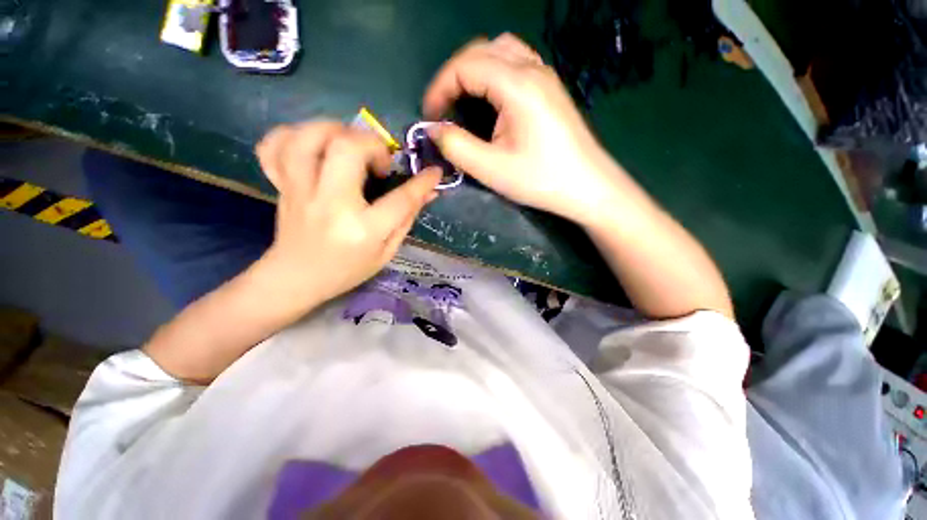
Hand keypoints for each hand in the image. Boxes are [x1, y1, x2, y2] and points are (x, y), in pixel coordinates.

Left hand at [255, 122, 440, 312]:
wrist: (296, 278)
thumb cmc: (348, 269)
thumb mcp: (386, 251)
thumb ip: (407, 218)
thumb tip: (428, 192)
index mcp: (363, 230)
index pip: (401, 199)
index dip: (423, 182)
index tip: (433, 172)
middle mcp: (330, 204)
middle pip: (347, 148)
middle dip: (372, 143)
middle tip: (379, 161)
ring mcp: (299, 191)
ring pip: (308, 137)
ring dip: (335, 131)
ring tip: (349, 146)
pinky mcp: (281, 185)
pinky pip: (274, 145)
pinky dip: (294, 134)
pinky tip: (313, 147)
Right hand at [423, 33, 626, 226]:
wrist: (587, 186)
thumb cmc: (540, 180)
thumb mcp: (491, 169)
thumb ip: (456, 146)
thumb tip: (434, 130)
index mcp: (517, 85)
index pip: (465, 66)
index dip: (440, 88)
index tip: (429, 116)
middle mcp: (532, 69)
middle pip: (481, 51)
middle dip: (454, 76)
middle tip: (443, 109)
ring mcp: (545, 75)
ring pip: (500, 51)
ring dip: (475, 70)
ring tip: (464, 101)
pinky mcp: (551, 88)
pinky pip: (516, 63)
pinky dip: (494, 73)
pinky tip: (492, 99)